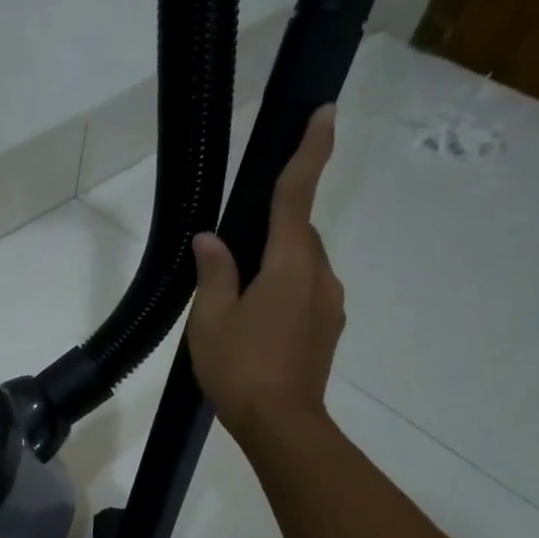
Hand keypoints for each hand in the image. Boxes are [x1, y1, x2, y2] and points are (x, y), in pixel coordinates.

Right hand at [186, 105, 343, 437]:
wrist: (281, 424)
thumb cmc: (240, 368)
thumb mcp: (211, 319)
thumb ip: (214, 273)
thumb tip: (210, 239)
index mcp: (288, 266)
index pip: (297, 197)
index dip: (310, 153)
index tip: (324, 113)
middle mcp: (318, 276)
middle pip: (298, 235)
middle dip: (273, 230)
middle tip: (233, 255)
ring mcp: (328, 304)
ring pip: (302, 265)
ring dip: (276, 266)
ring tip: (238, 300)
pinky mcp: (327, 328)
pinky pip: (306, 292)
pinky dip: (284, 292)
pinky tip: (257, 322)